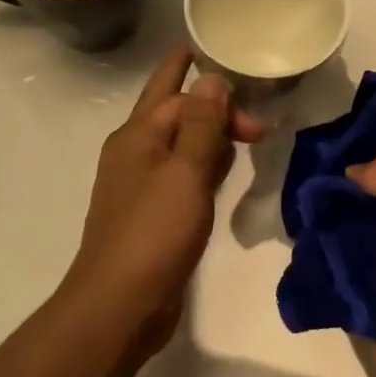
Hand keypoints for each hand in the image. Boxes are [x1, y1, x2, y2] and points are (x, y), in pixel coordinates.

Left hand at [63, 45, 263, 353]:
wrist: (118, 306)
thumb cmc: (154, 233)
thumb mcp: (185, 172)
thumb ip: (202, 124)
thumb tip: (211, 78)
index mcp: (137, 135)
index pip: (175, 92)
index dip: (204, 79)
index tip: (233, 69)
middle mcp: (133, 152)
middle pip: (175, 113)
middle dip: (212, 107)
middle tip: (257, 121)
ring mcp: (139, 184)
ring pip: (179, 144)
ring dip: (209, 136)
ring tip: (244, 135)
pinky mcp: (150, 212)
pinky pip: (181, 174)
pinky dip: (202, 166)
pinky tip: (222, 174)